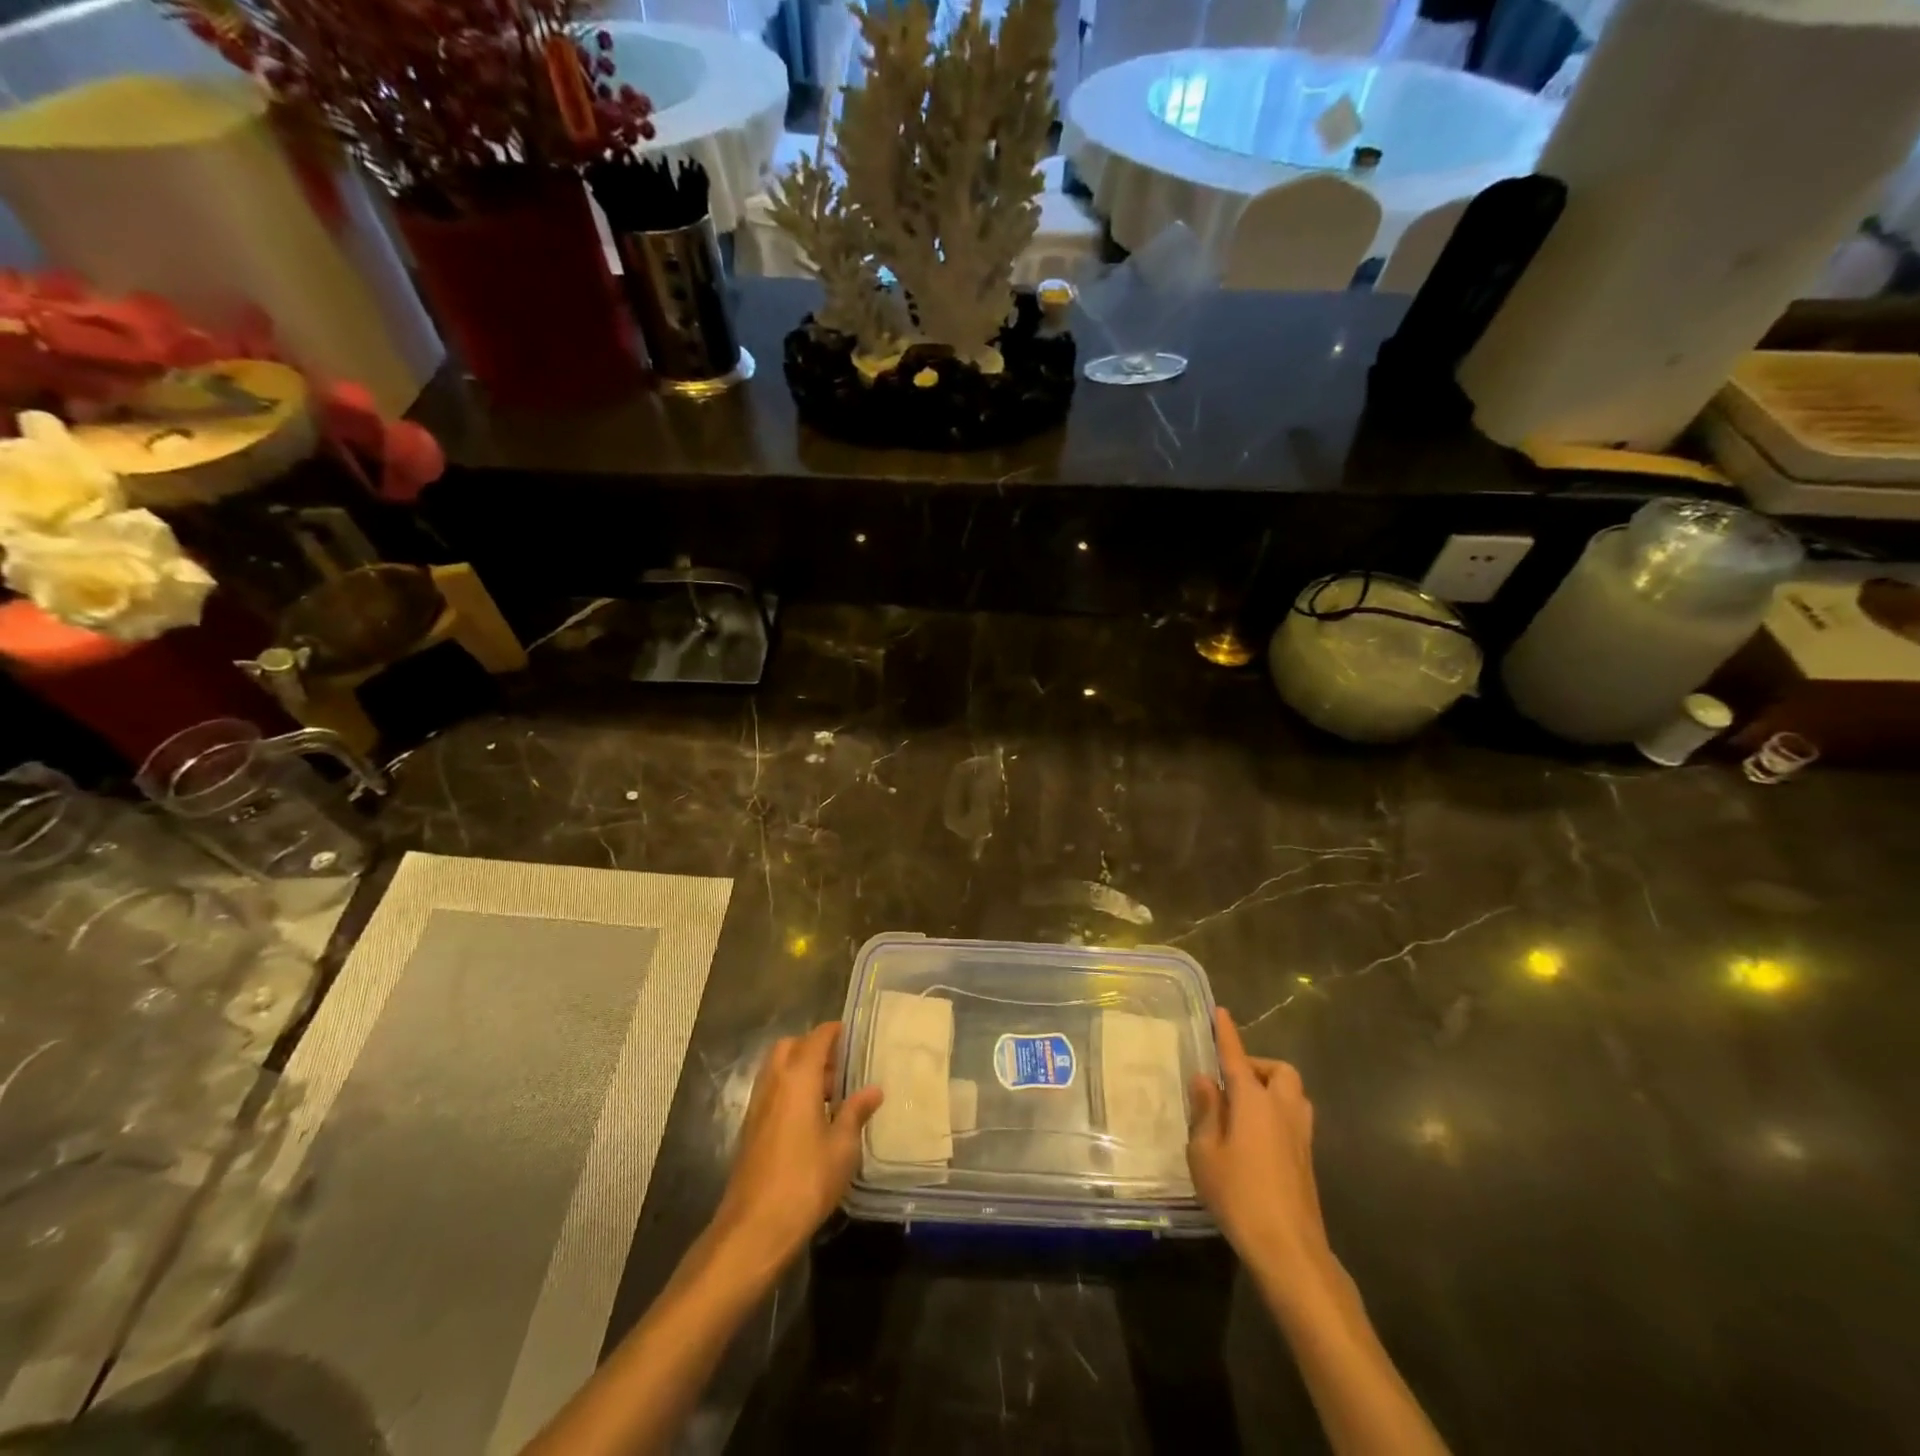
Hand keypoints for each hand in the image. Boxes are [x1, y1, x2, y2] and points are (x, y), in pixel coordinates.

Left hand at [711, 1022, 882, 1277]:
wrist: (754, 1229)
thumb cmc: (806, 1181)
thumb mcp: (842, 1148)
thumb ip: (856, 1113)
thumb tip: (873, 1090)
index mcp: (798, 1078)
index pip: (816, 1038)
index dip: (834, 1032)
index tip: (853, 1035)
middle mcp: (773, 1083)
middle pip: (790, 1047)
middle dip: (813, 1048)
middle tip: (840, 1066)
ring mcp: (757, 1106)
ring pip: (776, 1069)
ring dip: (799, 1070)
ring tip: (829, 1094)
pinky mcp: (749, 1129)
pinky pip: (771, 1092)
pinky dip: (788, 1091)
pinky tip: (809, 1118)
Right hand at [1188, 1008, 1339, 1299]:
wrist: (1289, 1250)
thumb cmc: (1239, 1195)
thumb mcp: (1205, 1152)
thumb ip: (1206, 1112)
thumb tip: (1206, 1081)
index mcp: (1254, 1101)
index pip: (1237, 1057)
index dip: (1227, 1034)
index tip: (1221, 1012)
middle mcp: (1282, 1110)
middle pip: (1280, 1071)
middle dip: (1258, 1066)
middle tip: (1232, 1081)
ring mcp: (1300, 1136)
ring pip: (1293, 1094)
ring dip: (1271, 1089)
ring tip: (1243, 1108)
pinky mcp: (1307, 1160)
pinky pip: (1293, 1119)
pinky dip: (1276, 1114)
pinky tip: (1254, 1138)